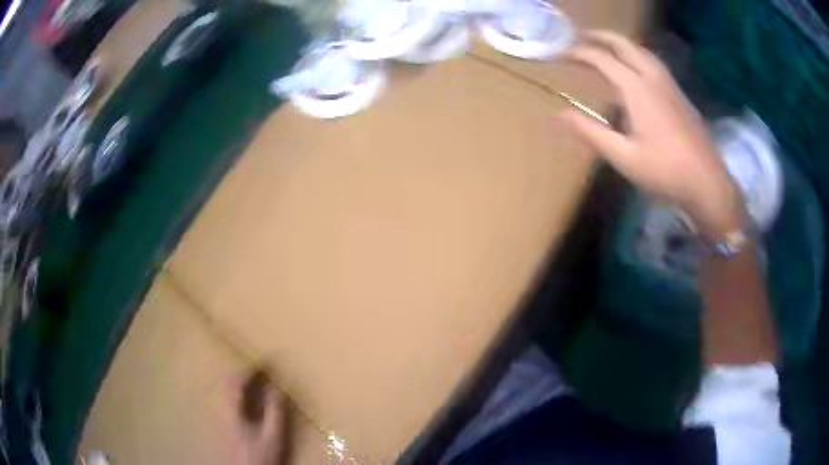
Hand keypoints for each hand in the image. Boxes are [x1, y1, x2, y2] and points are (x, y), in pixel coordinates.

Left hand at [231, 370, 289, 464]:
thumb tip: (277, 388)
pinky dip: (244, 394)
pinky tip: (255, 400)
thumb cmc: (262, 455)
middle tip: (260, 369)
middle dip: (243, 373)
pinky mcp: (233, 426)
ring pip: (230, 393)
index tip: (264, 363)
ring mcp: (229, 418)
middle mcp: (228, 411)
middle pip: (229, 384)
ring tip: (258, 380)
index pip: (236, 382)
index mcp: (234, 410)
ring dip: (243, 383)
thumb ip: (275, 411)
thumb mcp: (273, 434)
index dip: (249, 370)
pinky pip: (235, 402)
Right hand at [558, 30, 742, 237]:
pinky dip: (636, 56)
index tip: (561, 54)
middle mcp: (653, 78)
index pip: (602, 59)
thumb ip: (590, 132)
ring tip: (606, 48)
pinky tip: (636, 69)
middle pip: (624, 44)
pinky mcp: (680, 95)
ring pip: (641, 51)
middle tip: (580, 37)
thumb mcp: (623, 156)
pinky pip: (653, 63)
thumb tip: (558, 114)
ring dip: (620, 44)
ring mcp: (669, 84)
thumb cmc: (665, 171)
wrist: (708, 183)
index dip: (579, 53)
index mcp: (637, 89)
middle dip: (600, 36)